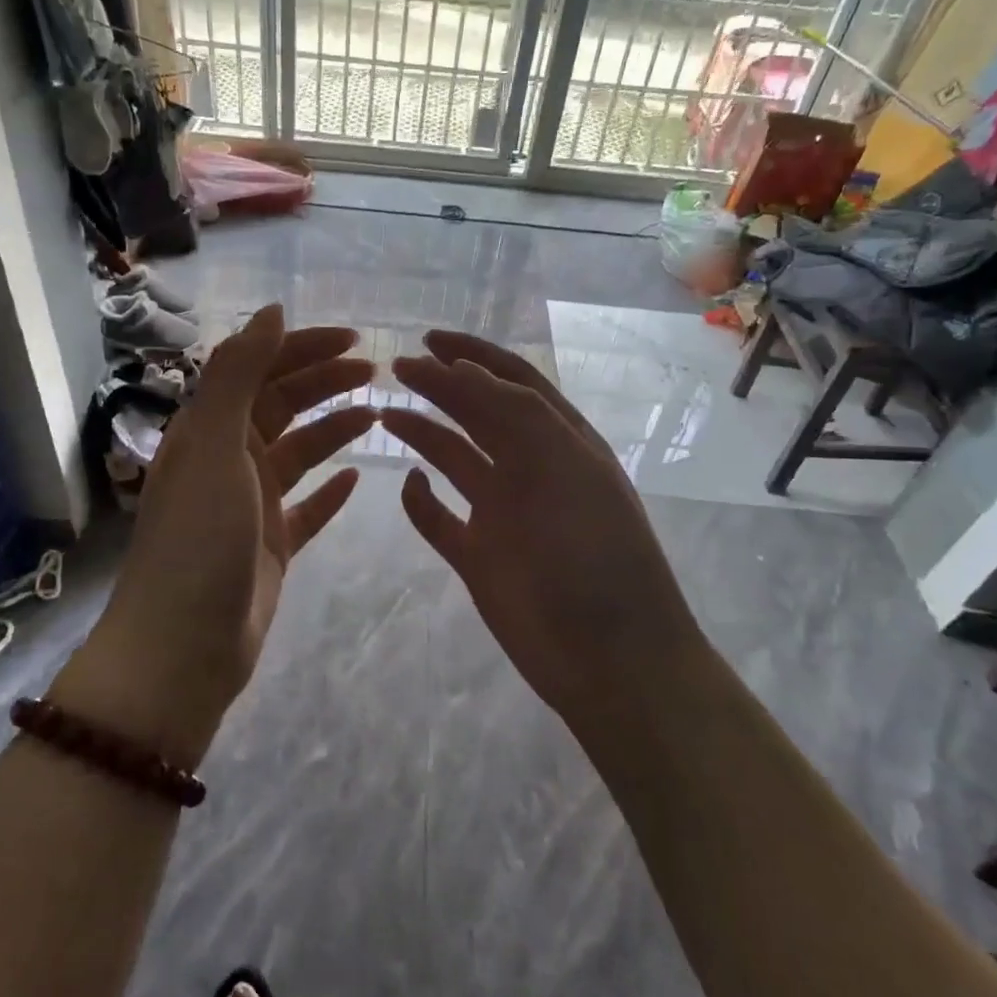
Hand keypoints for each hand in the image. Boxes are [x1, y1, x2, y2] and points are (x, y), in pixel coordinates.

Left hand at [54, 306, 375, 768]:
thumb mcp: (214, 446)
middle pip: (282, 405)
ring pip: (299, 452)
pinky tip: (357, 479)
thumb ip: (238, 375)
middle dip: (326, 382)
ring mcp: (250, 505)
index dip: (302, 349)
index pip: (258, 370)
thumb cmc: (198, 540)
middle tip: (377, 372)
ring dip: (334, 429)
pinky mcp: (271, 545)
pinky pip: (307, 508)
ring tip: (377, 415)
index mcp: (208, 431)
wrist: (183, 648)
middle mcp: (228, 460)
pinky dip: (330, 491)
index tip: (353, 340)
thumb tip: (271, 312)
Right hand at [381, 331, 700, 734]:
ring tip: (386, 414)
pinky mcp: (480, 557)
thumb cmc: (593, 552)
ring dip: (424, 434)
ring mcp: (504, 514)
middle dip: (441, 386)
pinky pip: (440, 520)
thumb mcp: (563, 465)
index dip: (473, 354)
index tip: (428, 340)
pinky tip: (407, 484)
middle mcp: (530, 469)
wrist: (610, 657)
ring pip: (456, 460)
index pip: (513, 382)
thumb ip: (514, 412)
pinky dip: (420, 502)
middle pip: (478, 413)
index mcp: (559, 442)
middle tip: (395, 368)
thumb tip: (462, 368)